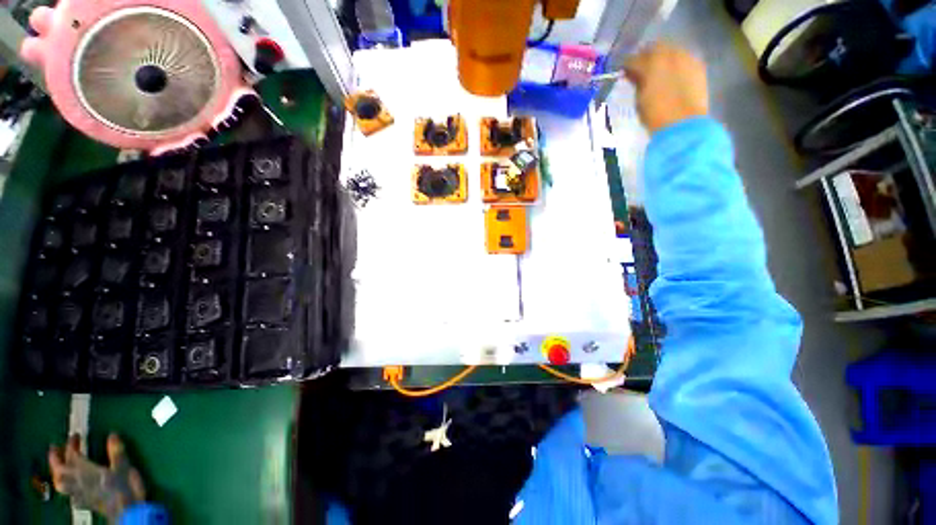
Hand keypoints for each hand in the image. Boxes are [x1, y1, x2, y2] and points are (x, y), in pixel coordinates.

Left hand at [48, 434, 145, 522]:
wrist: (128, 513)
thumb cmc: (125, 488)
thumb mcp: (124, 467)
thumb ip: (116, 452)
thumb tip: (112, 435)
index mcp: (86, 471)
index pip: (73, 456)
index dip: (72, 444)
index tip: (76, 435)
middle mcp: (78, 482)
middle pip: (60, 472)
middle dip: (56, 460)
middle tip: (55, 448)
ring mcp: (81, 494)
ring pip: (61, 485)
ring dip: (57, 474)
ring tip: (59, 467)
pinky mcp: (85, 502)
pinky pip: (70, 494)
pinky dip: (67, 488)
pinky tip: (71, 487)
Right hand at [624, 42, 708, 132]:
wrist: (683, 124)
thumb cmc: (655, 115)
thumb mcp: (639, 100)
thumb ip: (636, 83)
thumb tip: (633, 74)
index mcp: (652, 63)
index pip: (635, 58)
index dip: (628, 65)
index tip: (624, 71)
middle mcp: (671, 54)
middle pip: (656, 48)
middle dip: (647, 56)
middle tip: (640, 68)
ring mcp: (687, 58)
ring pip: (671, 50)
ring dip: (663, 58)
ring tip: (657, 71)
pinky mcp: (698, 66)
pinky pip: (684, 58)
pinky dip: (676, 64)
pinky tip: (672, 75)